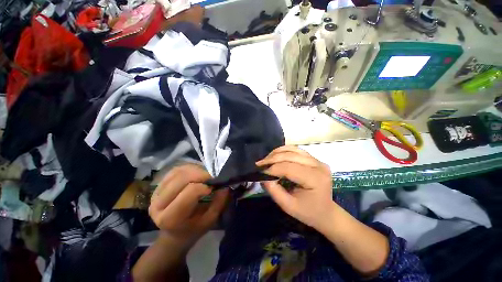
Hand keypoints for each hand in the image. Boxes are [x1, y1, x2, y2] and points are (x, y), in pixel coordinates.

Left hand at [149, 164, 228, 245]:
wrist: (173, 233)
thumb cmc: (193, 229)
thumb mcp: (210, 220)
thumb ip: (218, 203)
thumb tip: (225, 186)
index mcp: (171, 218)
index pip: (190, 191)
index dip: (205, 186)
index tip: (213, 188)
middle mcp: (158, 205)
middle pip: (182, 178)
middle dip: (201, 174)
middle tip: (212, 177)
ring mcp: (155, 193)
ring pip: (178, 172)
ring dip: (195, 169)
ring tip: (205, 175)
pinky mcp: (158, 186)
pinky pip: (175, 170)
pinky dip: (188, 168)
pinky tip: (196, 172)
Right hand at [256, 146, 336, 229]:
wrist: (326, 212)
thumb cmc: (308, 212)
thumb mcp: (288, 206)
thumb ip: (274, 191)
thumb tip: (262, 177)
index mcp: (315, 179)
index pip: (289, 168)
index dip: (273, 168)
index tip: (260, 171)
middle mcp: (318, 166)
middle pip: (291, 156)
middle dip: (272, 159)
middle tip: (259, 164)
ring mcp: (317, 160)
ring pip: (292, 149)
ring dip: (276, 153)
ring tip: (266, 159)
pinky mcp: (314, 159)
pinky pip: (296, 150)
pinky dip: (283, 151)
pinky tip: (275, 155)